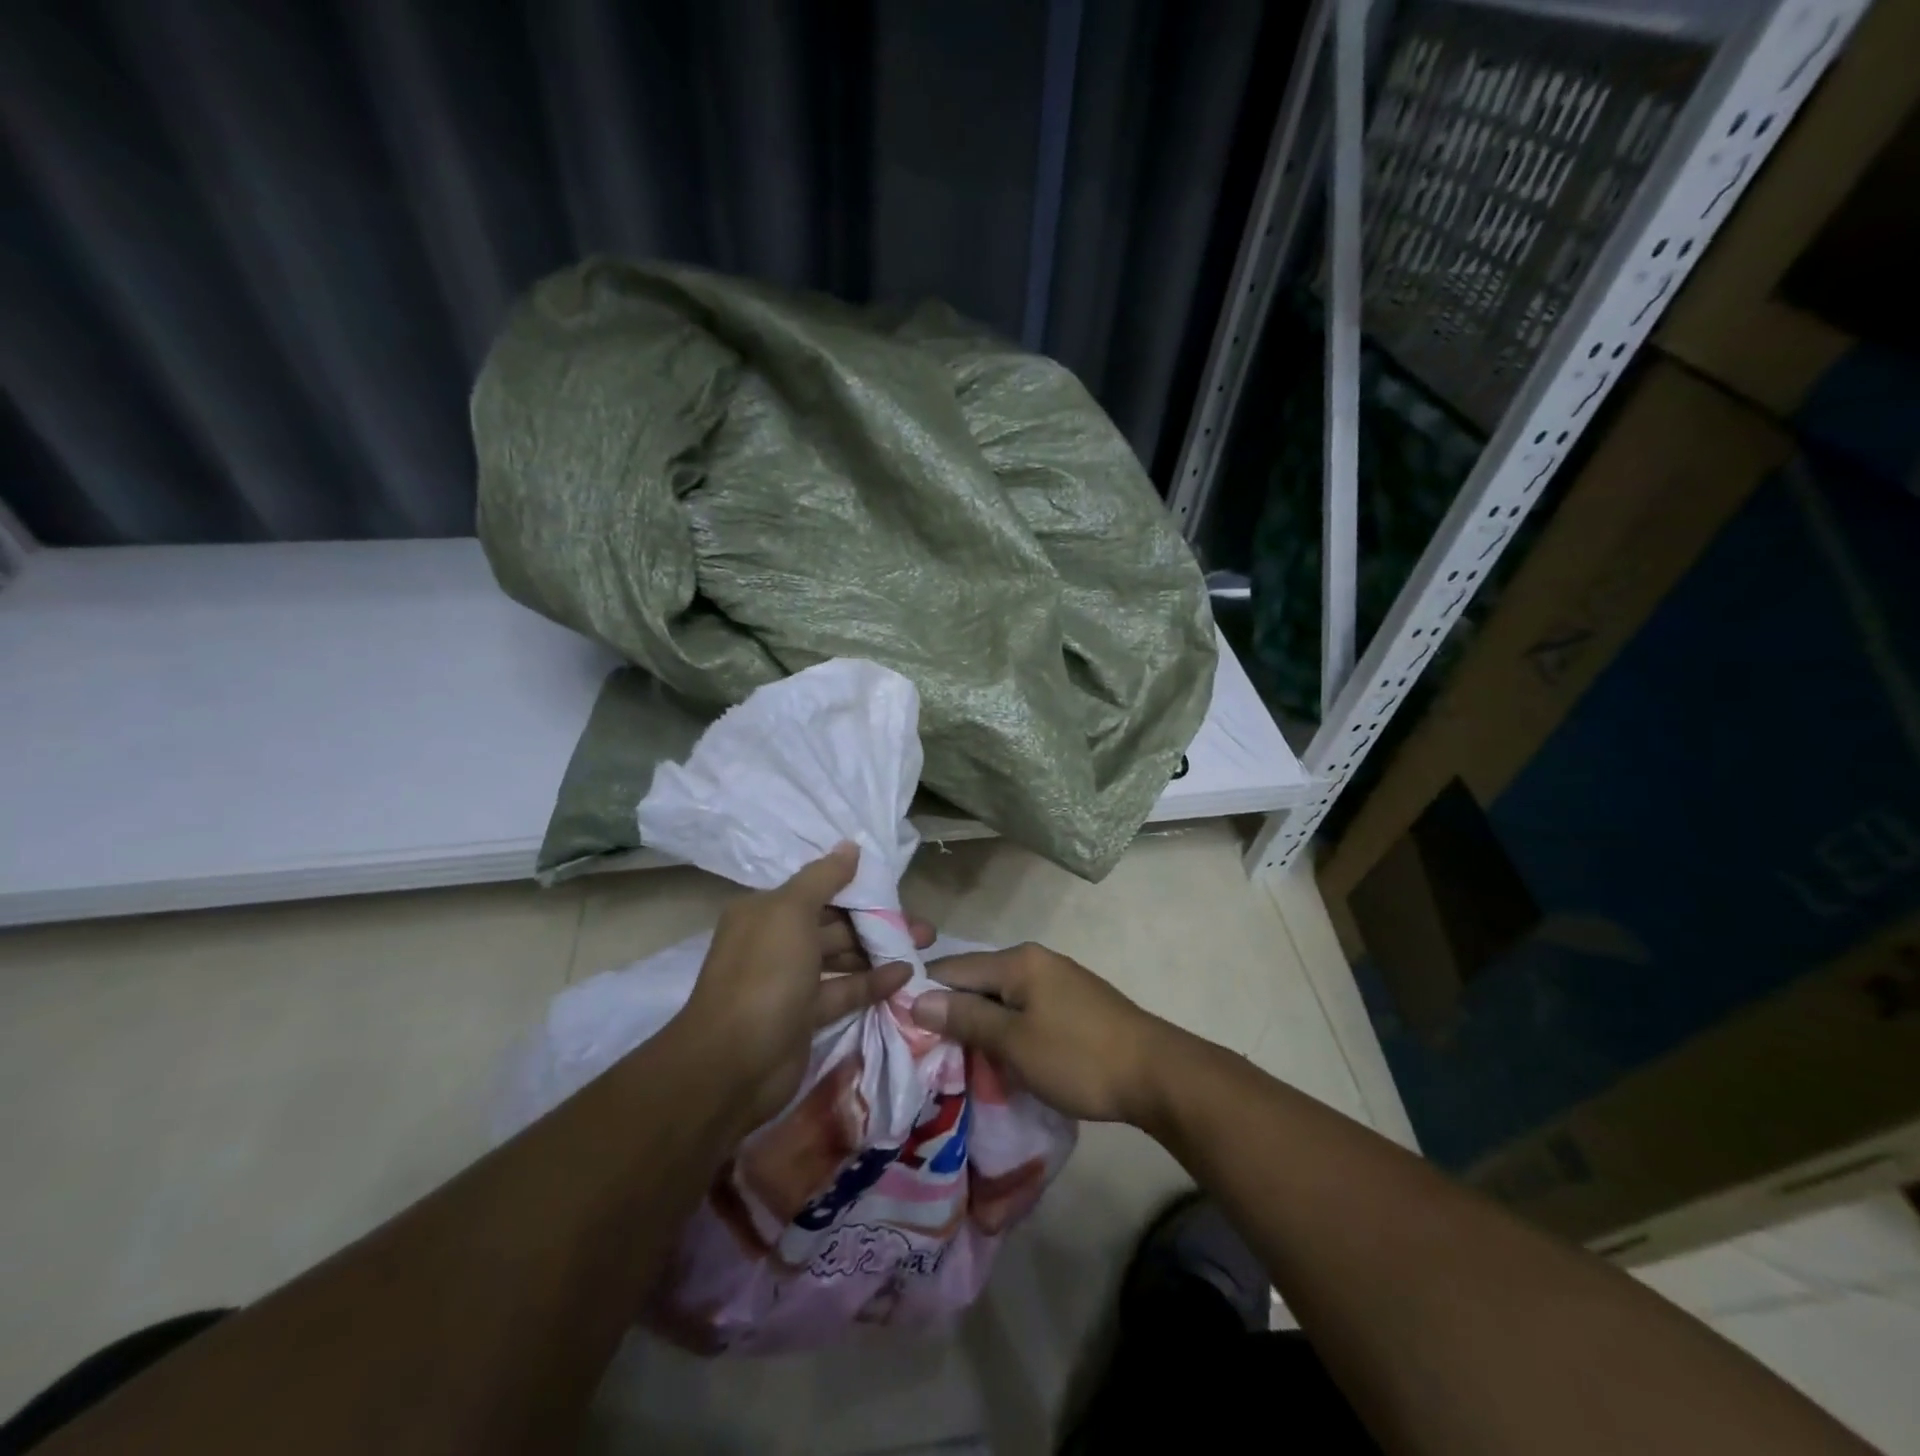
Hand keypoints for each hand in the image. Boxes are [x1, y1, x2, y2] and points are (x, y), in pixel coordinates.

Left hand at [674, 843, 929, 1126]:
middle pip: (833, 923)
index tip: (894, 888)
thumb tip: (850, 845)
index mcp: (765, 911)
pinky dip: (871, 982)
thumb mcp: (791, 913)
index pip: (816, 890)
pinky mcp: (804, 1016)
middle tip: (922, 926)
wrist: (733, 1065)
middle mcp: (775, 941)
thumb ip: (823, 877)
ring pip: (841, 957)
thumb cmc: (764, 975)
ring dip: (878, 951)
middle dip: (876, 921)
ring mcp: (789, 981)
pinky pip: (843, 991)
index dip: (856, 887)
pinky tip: (904, 975)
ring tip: (923, 947)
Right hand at [908, 943, 1175, 1124]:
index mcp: (1018, 961)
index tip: (901, 1030)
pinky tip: (999, 1056)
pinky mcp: (1072, 1003)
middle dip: (952, 1013)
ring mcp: (1057, 980)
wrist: (1156, 1074)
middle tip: (926, 1052)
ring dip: (980, 1025)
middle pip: (977, 981)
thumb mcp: (1014, 1043)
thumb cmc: (1079, 1057)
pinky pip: (1023, 1009)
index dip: (925, 996)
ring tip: (957, 1059)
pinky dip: (1006, 1029)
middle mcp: (1035, 960)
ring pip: (1001, 998)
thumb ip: (965, 1018)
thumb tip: (916, 999)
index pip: (953, 969)